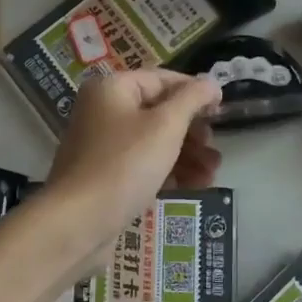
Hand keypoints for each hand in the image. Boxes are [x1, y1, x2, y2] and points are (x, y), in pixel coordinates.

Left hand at [46, 70, 222, 248]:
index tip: (222, 110)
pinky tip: (195, 186)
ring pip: (155, 141)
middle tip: (214, 148)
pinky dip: (169, 171)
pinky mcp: (107, 175)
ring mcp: (103, 145)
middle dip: (193, 131)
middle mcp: (104, 111)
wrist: (79, 222)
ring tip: (212, 173)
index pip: (163, 79)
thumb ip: (192, 99)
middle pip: (160, 112)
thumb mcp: (166, 126)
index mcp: (112, 89)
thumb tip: (211, 82)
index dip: (195, 92)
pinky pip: (144, 164)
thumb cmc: (125, 164)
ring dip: (187, 154)